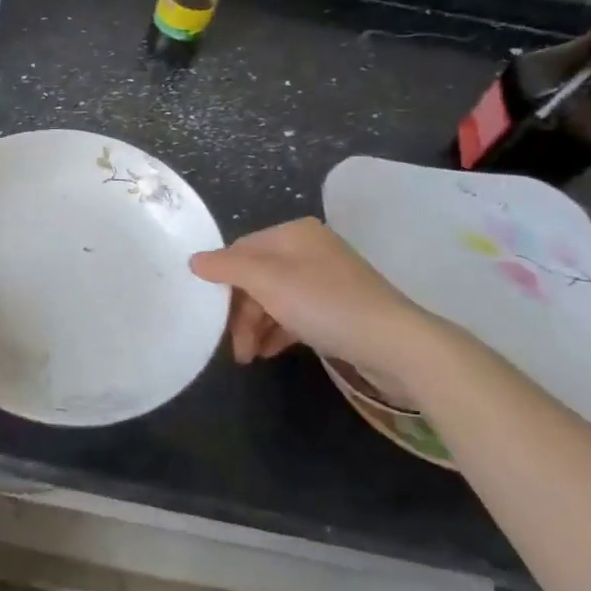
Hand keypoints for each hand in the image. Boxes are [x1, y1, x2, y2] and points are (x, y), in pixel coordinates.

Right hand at [190, 218, 449, 395]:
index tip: (211, 316)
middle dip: (242, 312)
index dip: (222, 281)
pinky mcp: (339, 307)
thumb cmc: (325, 304)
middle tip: (234, 346)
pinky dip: (279, 330)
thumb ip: (227, 267)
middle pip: (257, 277)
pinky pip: (296, 313)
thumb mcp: (268, 282)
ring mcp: (326, 279)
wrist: (396, 343)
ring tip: (250, 356)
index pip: (241, 251)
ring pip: (275, 298)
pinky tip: (270, 351)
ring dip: (257, 325)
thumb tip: (194, 260)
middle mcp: (309, 249)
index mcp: (293, 233)